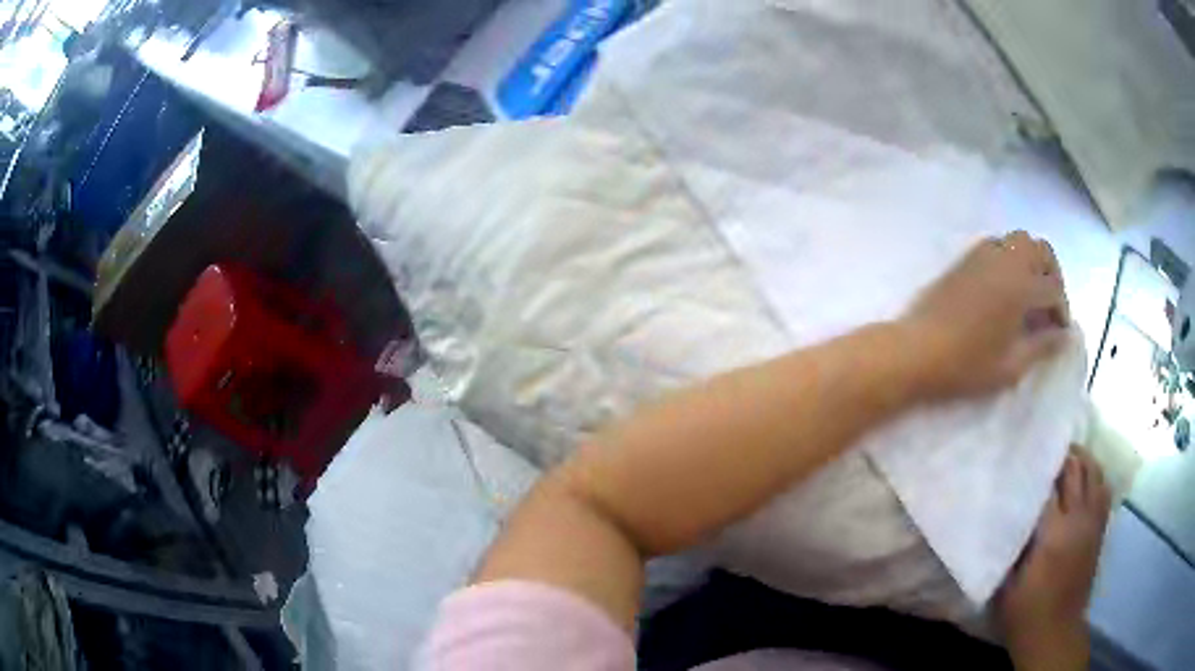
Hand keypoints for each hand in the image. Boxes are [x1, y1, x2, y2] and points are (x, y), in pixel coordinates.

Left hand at [902, 230, 1069, 398]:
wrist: (916, 351)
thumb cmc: (966, 365)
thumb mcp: (1010, 366)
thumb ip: (1041, 347)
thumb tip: (1064, 336)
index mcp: (1020, 286)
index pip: (1054, 288)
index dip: (1062, 311)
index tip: (1059, 332)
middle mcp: (1005, 260)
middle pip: (1041, 250)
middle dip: (1052, 274)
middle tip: (1049, 306)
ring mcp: (983, 253)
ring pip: (1019, 240)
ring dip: (1032, 261)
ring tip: (1030, 295)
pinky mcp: (965, 257)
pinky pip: (998, 243)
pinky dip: (1011, 256)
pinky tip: (1006, 287)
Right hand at [996, 447, 1111, 670]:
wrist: (1055, 633)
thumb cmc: (1025, 612)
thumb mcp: (1006, 583)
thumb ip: (1012, 543)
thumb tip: (1010, 511)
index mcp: (1054, 533)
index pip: (1050, 485)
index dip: (1039, 468)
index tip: (1025, 456)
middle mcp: (1079, 520)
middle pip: (1077, 470)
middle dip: (1063, 456)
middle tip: (1046, 451)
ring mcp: (1093, 524)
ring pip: (1096, 474)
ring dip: (1083, 461)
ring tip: (1068, 458)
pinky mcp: (1100, 531)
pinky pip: (1103, 491)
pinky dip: (1095, 478)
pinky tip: (1085, 480)